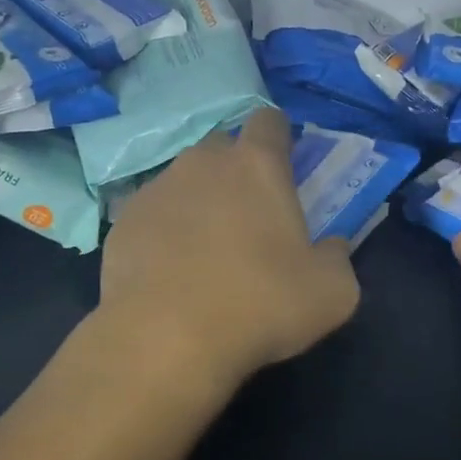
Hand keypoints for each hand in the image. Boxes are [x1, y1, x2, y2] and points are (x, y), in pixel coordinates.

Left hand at [98, 108, 360, 392]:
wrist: (164, 339)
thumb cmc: (259, 305)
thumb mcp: (331, 293)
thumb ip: (337, 259)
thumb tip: (333, 248)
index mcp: (257, 166)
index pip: (269, 121)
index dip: (279, 137)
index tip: (285, 165)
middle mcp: (203, 163)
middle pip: (223, 146)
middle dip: (236, 169)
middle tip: (249, 214)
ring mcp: (157, 188)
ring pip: (184, 179)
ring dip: (199, 200)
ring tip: (205, 248)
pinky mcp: (123, 220)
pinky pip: (153, 213)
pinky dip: (164, 230)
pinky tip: (169, 270)